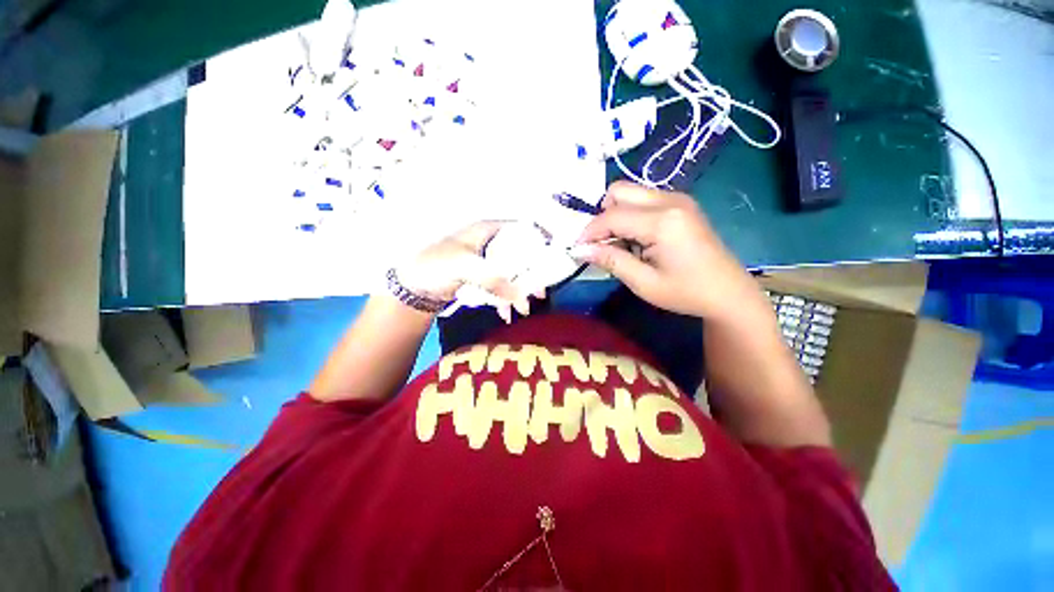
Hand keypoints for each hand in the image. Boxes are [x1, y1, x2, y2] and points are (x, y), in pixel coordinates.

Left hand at [396, 221, 531, 322]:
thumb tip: (520, 295)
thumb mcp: (463, 266)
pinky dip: (506, 299)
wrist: (412, 287)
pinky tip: (507, 313)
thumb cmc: (433, 265)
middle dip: (530, 276)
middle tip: (538, 294)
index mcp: (488, 231)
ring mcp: (487, 262)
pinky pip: (501, 286)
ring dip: (519, 291)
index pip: (521, 231)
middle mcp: (491, 244)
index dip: (538, 243)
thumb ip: (492, 278)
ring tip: (523, 310)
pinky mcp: (483, 278)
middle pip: (521, 256)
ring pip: (512, 273)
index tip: (550, 262)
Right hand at [572, 182, 762, 319]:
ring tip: (620, 245)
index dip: (589, 231)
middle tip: (601, 244)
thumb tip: (579, 249)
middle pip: (619, 191)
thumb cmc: (686, 292)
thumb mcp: (643, 282)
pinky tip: (636, 239)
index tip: (577, 248)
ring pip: (630, 193)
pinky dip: (630, 216)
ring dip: (616, 215)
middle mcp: (670, 200)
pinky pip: (643, 200)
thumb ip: (610, 261)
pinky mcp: (680, 204)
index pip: (612, 216)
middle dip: (602, 217)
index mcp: (663, 221)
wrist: (728, 293)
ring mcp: (678, 199)